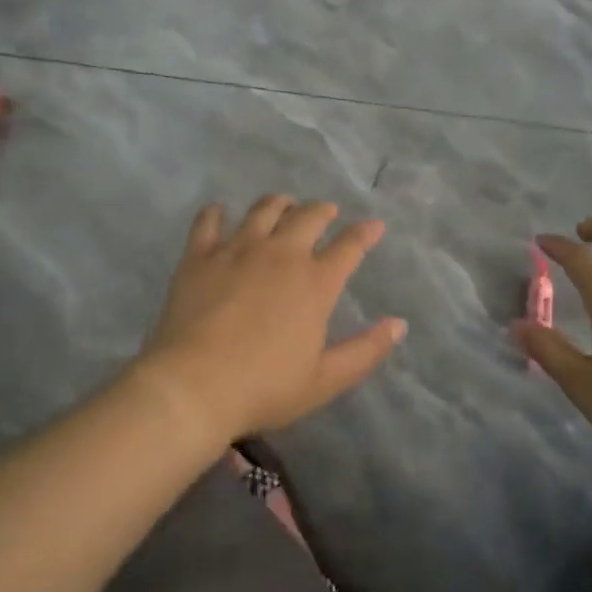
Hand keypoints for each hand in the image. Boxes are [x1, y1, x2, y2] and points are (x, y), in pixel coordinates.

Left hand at [138, 194, 406, 441]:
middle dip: (322, 210)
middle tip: (326, 211)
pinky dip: (216, 212)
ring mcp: (237, 249)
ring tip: (283, 205)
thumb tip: (398, 324)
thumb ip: (366, 350)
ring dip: (279, 204)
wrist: (193, 386)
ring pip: (264, 210)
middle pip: (308, 217)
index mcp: (315, 283)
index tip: (374, 225)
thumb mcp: (325, 379)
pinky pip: (209, 221)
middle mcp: (281, 254)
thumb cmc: (264, 387)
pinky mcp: (200, 255)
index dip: (365, 233)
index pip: (349, 247)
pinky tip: (219, 211)